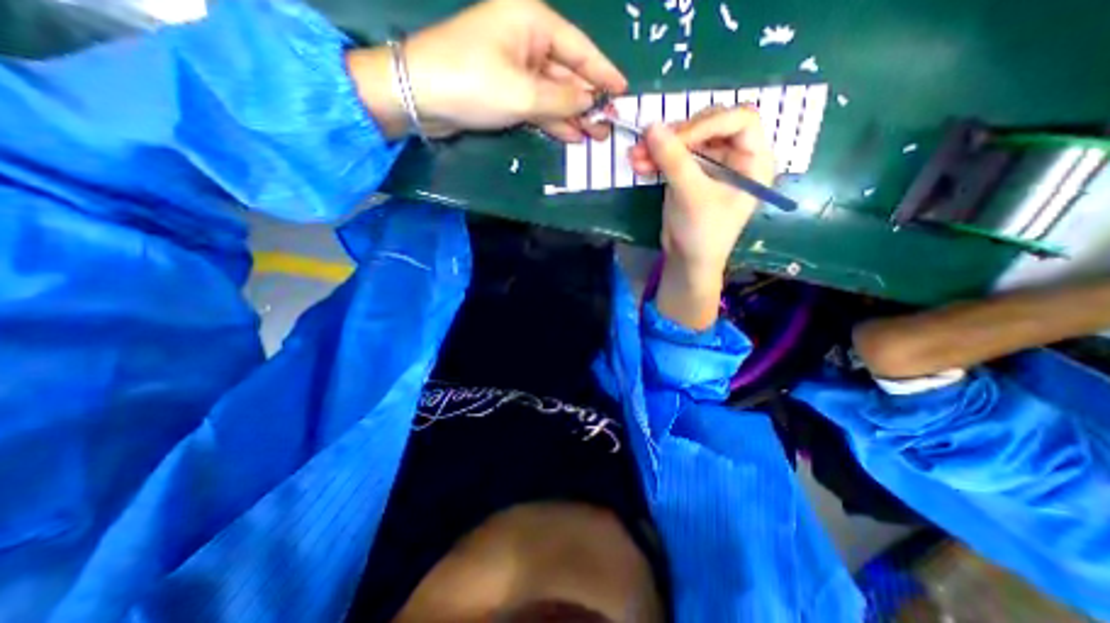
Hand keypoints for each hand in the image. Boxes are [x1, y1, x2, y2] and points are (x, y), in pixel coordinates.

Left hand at [348, 1, 622, 139]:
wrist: (420, 96)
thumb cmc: (472, 82)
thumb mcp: (523, 92)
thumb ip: (562, 98)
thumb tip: (591, 101)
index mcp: (533, 22)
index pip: (579, 49)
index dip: (603, 72)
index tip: (624, 91)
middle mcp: (526, 40)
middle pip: (568, 73)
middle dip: (589, 101)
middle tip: (610, 125)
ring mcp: (516, 68)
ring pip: (554, 93)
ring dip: (574, 115)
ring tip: (596, 136)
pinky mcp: (506, 91)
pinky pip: (538, 105)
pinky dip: (554, 120)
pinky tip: (572, 135)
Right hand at [627, 107, 773, 331]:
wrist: (688, 261)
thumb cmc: (703, 233)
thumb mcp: (692, 196)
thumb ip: (674, 161)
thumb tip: (651, 127)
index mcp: (753, 160)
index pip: (739, 121)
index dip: (707, 124)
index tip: (676, 139)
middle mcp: (735, 157)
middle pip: (708, 127)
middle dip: (676, 135)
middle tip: (648, 143)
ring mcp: (710, 165)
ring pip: (686, 141)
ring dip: (659, 147)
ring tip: (634, 156)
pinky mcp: (690, 175)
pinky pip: (673, 157)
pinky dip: (655, 159)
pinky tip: (638, 164)